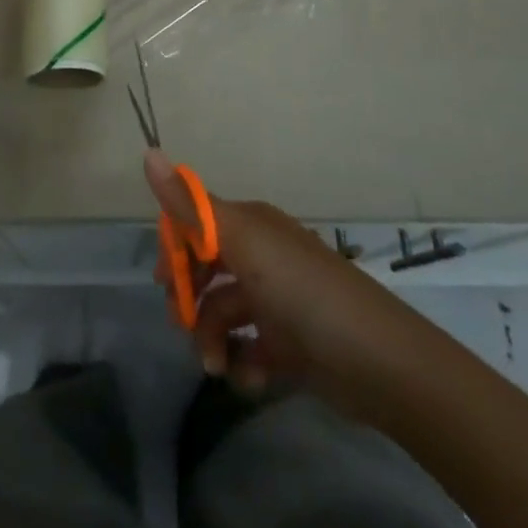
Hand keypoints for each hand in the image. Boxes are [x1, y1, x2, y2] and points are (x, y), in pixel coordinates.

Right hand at [145, 150, 420, 412]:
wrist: (379, 363)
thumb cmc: (303, 292)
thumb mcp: (243, 243)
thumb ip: (192, 206)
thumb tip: (148, 151)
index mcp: (252, 226)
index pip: (198, 224)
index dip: (176, 250)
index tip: (164, 281)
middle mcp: (263, 257)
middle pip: (208, 271)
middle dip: (191, 300)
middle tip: (183, 328)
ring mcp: (278, 301)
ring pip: (224, 315)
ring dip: (212, 340)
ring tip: (217, 366)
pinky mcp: (292, 345)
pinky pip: (250, 349)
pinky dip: (244, 364)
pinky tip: (250, 377)